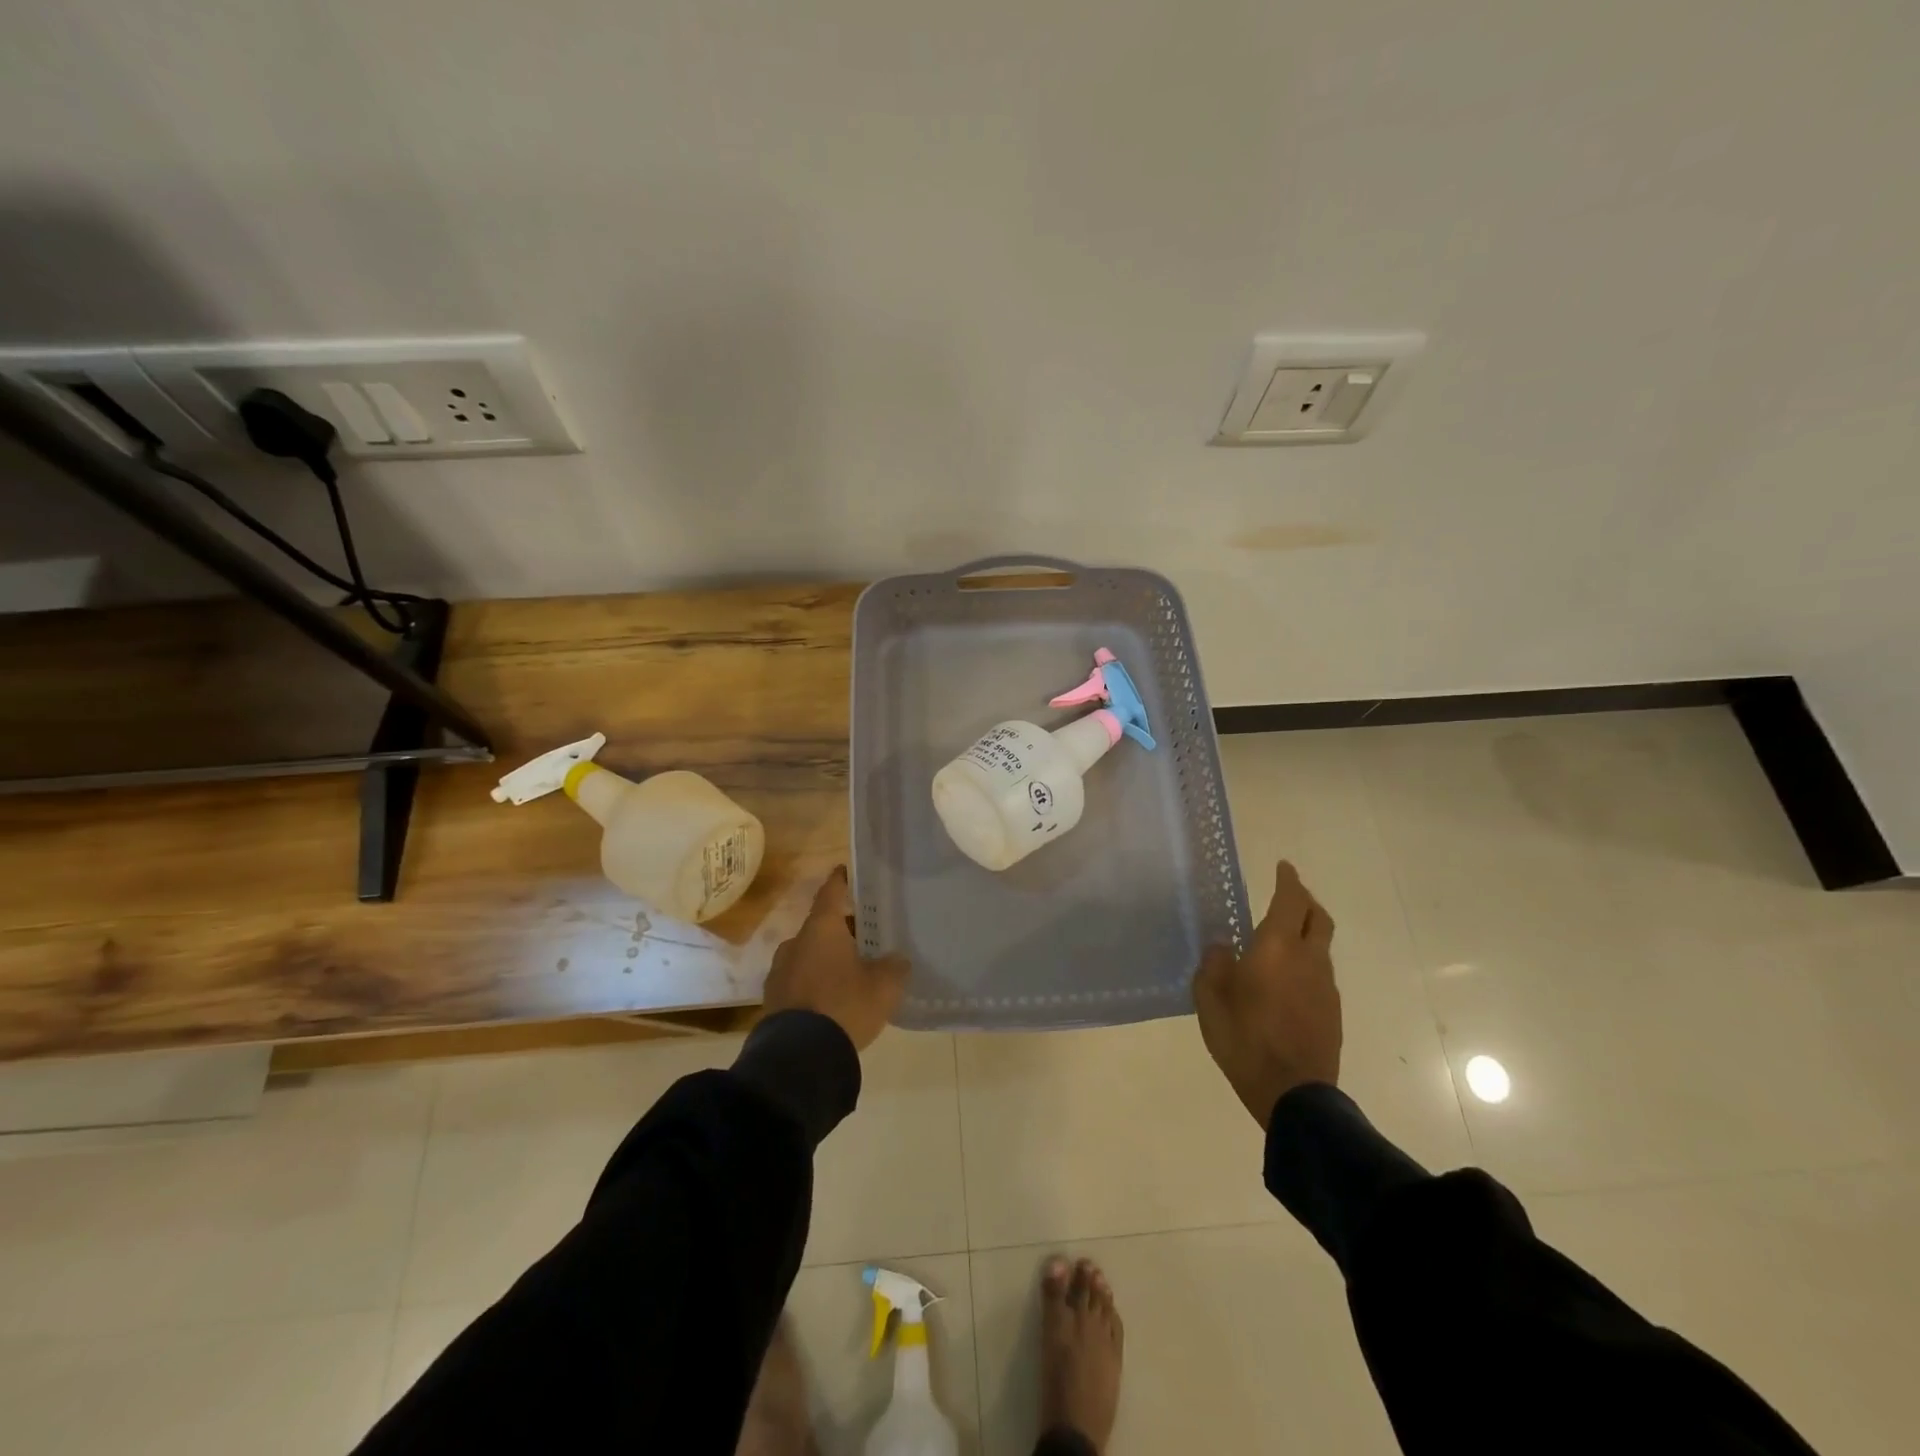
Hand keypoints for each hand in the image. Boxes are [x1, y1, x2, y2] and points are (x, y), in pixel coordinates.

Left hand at [762, 867, 907, 1051]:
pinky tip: (831, 1000)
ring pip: (808, 955)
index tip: (846, 870)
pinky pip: (799, 982)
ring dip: (826, 959)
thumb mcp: (884, 986)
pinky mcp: (773, 1001)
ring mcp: (780, 972)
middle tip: (864, 938)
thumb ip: (894, 966)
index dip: (840, 881)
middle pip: (821, 927)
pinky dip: (814, 984)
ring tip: (850, 973)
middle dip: (841, 931)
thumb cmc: (844, 1006)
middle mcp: (795, 943)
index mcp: (821, 929)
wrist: (800, 1057)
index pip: (831, 893)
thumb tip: (897, 959)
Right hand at [1193, 861, 1340, 1128]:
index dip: (1288, 880)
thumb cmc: (1244, 1039)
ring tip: (1281, 940)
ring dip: (1306, 932)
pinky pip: (1319, 972)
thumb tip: (1223, 947)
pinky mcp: (1332, 1011)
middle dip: (1305, 900)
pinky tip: (1286, 979)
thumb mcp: (1210, 1000)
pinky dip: (1306, 962)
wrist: (1293, 1093)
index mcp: (1277, 947)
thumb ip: (1214, 965)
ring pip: (1320, 945)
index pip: (1290, 900)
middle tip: (1289, 894)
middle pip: (1317, 917)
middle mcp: (1308, 958)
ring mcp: (1325, 986)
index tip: (1283, 866)